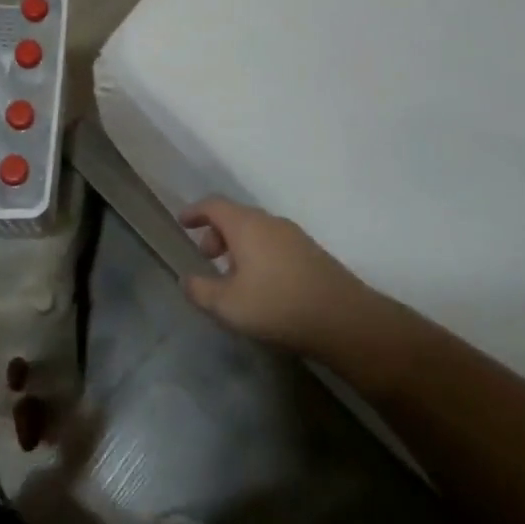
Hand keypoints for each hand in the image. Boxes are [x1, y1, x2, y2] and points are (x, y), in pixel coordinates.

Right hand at [179, 198, 385, 360]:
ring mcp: (294, 235)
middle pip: (236, 217)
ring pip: (257, 230)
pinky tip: (261, 284)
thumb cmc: (276, 305)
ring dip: (238, 245)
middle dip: (217, 233)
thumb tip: (187, 279)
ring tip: (233, 276)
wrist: (342, 318)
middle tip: (207, 257)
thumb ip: (200, 290)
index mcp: (246, 225)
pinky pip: (274, 243)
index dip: (195, 212)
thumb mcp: (227, 305)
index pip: (214, 205)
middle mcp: (270, 222)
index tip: (182, 222)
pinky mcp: (311, 252)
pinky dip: (258, 253)